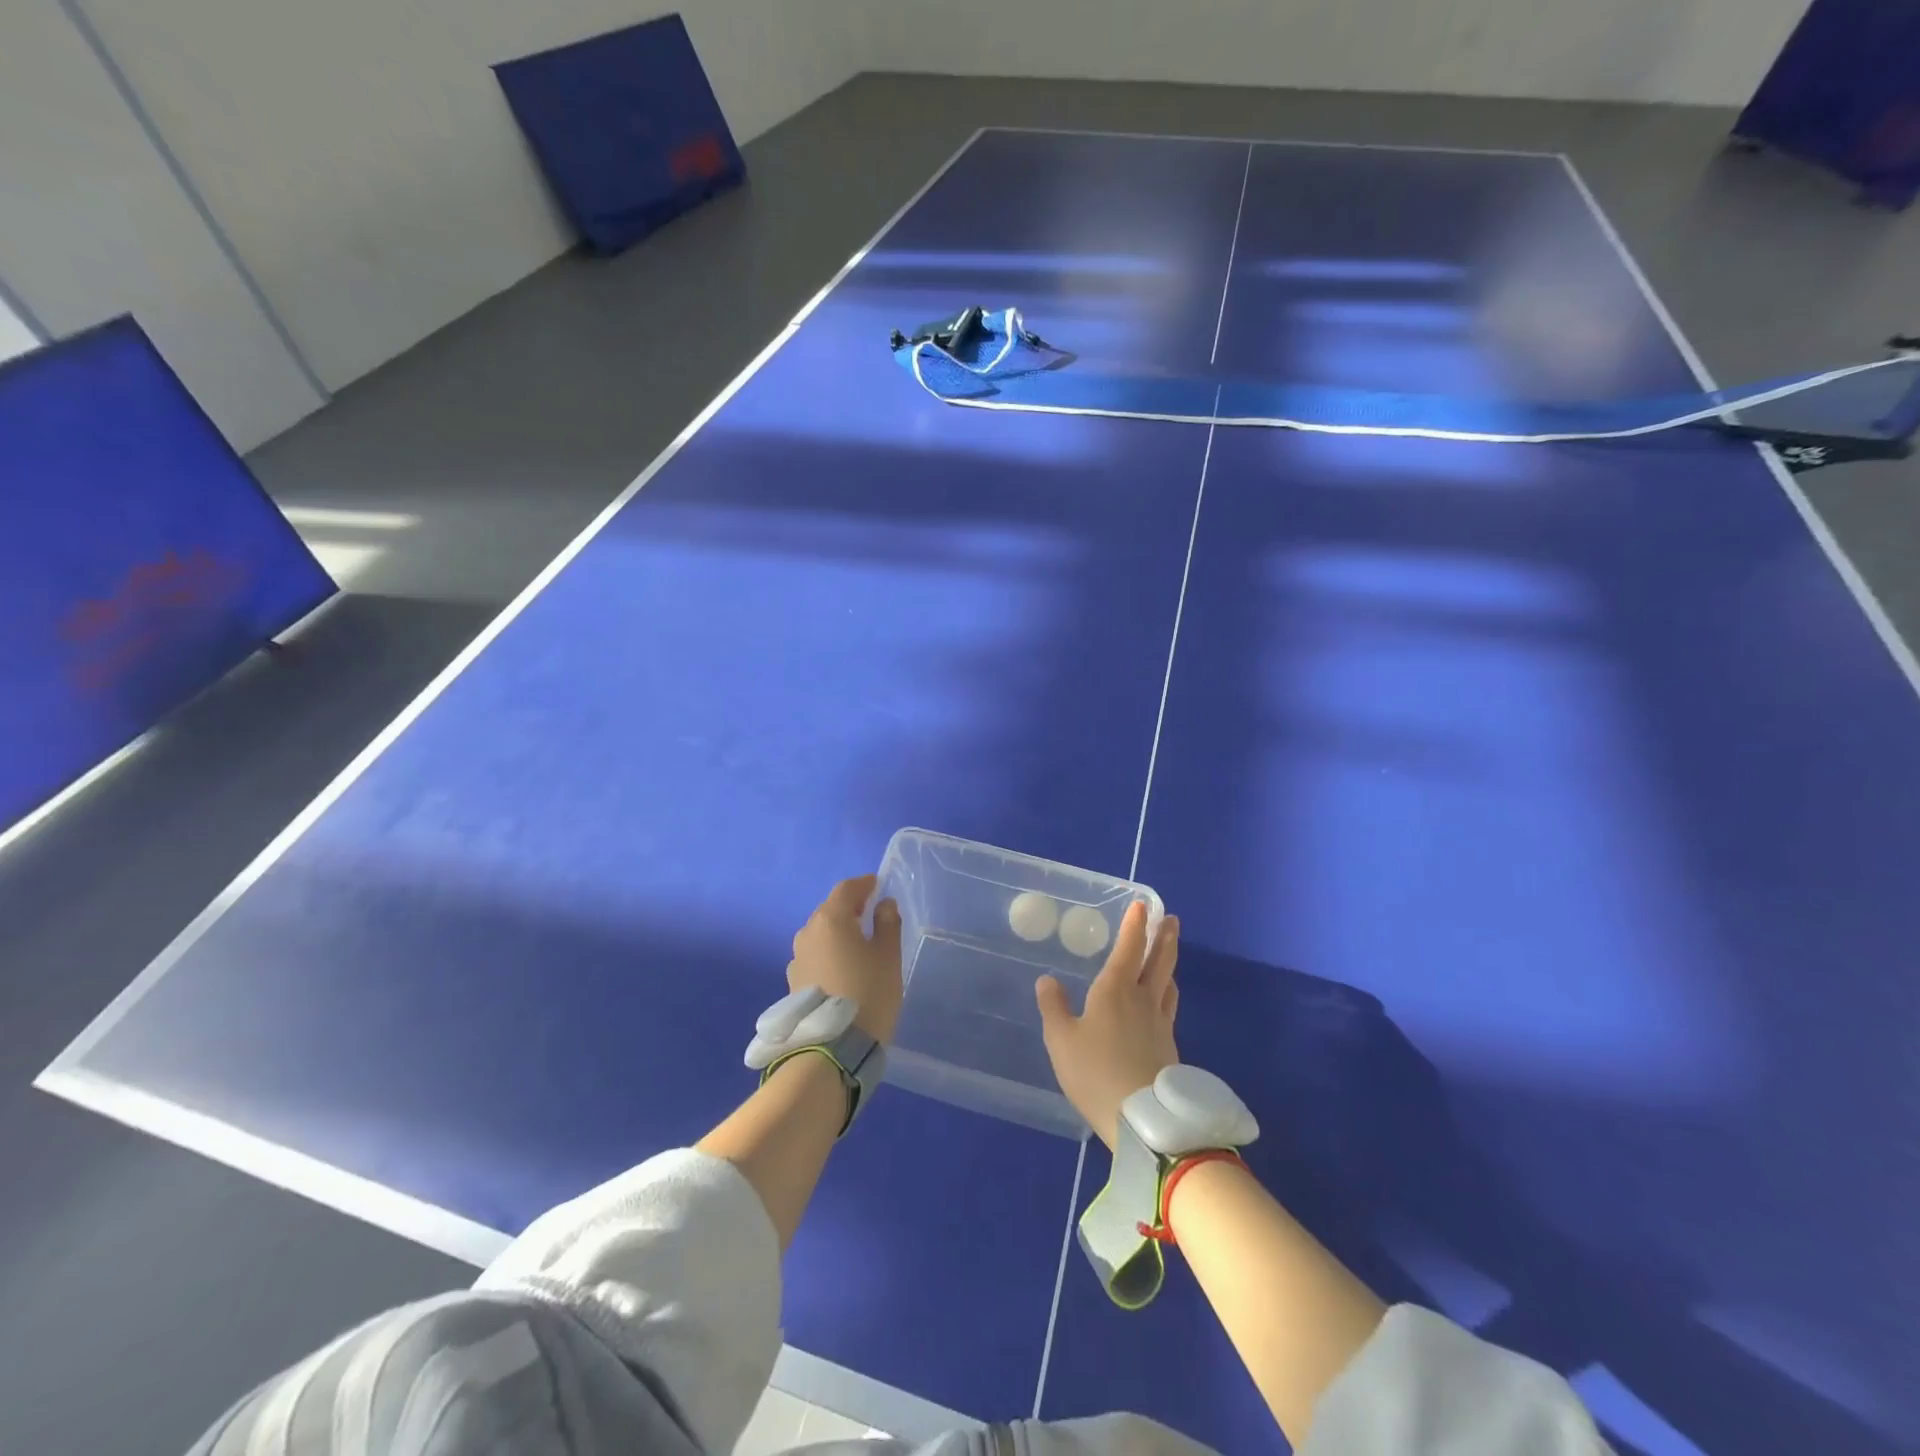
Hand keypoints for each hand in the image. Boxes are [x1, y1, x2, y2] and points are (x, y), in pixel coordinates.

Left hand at [789, 874, 903, 1044]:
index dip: (864, 885)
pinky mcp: (793, 984)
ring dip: (837, 934)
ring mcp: (796, 960)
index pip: (846, 889)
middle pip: (830, 911)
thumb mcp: (888, 956)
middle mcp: (807, 933)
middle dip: (850, 909)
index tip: (878, 886)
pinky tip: (842, 971)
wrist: (834, 1049)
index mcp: (830, 919)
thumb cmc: (868, 993)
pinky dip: (829, 955)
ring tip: (857, 946)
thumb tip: (884, 904)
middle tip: (871, 916)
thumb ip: (887, 924)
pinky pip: (814, 957)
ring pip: (820, 935)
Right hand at [1035, 902, 1179, 1148]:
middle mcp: (1143, 999)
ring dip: (1170, 962)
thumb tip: (1047, 980)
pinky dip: (1167, 992)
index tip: (1142, 905)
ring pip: (1168, 983)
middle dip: (1164, 937)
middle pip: (1159, 961)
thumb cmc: (1095, 1072)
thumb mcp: (1061, 1040)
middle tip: (1171, 919)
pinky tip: (1163, 1000)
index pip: (1130, 948)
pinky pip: (1169, 1007)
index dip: (1136, 925)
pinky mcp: (1170, 1047)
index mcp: (1116, 989)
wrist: (1144, 1119)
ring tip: (1169, 955)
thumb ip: (1053, 1007)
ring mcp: (1160, 1023)